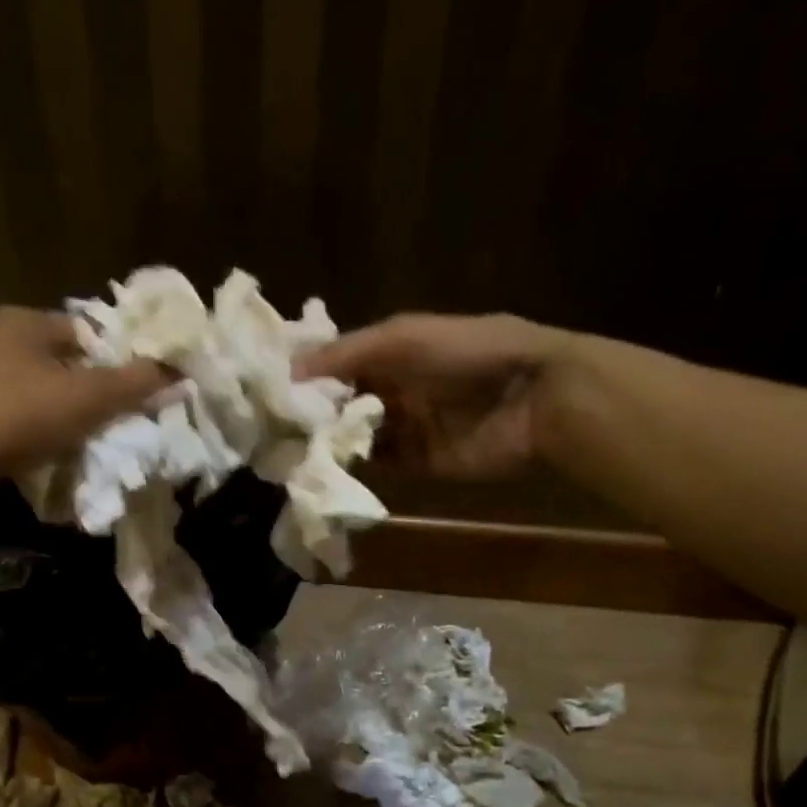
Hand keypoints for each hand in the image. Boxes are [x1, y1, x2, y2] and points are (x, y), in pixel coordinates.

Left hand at [0, 306, 173, 475]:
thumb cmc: (17, 415)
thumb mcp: (88, 397)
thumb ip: (135, 384)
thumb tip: (179, 373)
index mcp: (23, 323)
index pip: (85, 331)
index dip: (119, 358)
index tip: (144, 391)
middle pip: (63, 368)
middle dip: (95, 398)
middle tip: (128, 425)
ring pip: (40, 403)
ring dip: (67, 426)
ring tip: (98, 450)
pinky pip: (17, 431)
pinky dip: (39, 446)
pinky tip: (57, 466)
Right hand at [296, 313, 581, 478]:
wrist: (535, 398)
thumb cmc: (470, 354)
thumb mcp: (404, 338)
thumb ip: (348, 353)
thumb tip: (290, 369)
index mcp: (395, 351)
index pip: (340, 363)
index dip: (309, 374)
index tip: (270, 389)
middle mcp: (397, 388)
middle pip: (345, 402)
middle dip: (314, 413)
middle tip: (273, 427)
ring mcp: (409, 427)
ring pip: (358, 436)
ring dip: (331, 441)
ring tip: (290, 451)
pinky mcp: (420, 463)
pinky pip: (380, 465)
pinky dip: (357, 466)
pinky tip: (326, 468)